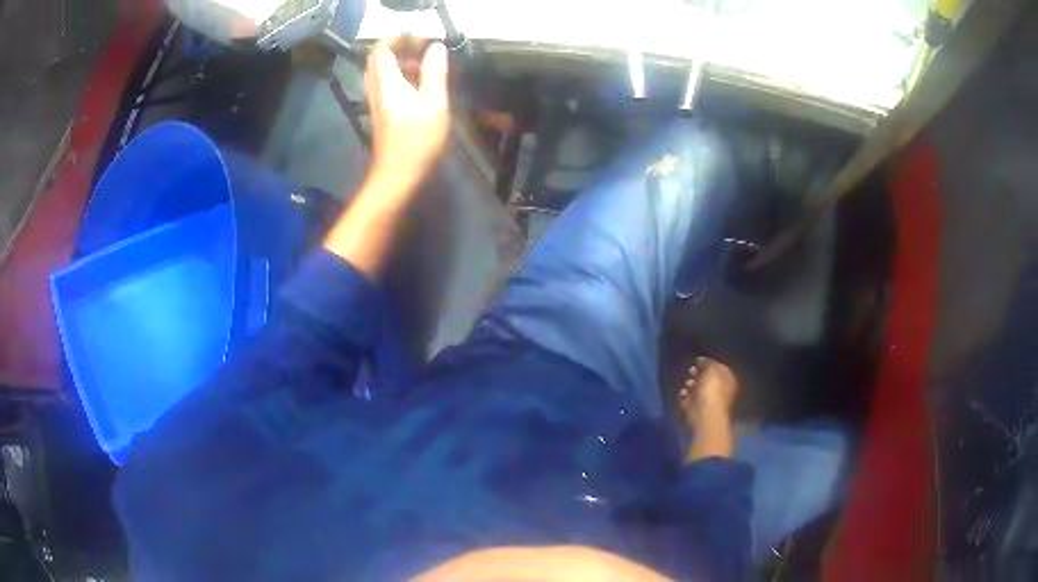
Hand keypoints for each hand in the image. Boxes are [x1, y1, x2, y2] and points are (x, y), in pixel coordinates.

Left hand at [364, 37, 450, 193]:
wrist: (398, 176)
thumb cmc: (417, 141)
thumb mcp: (434, 103)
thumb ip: (435, 72)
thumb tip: (437, 47)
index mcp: (386, 83)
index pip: (382, 49)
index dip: (399, 39)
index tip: (422, 40)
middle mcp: (376, 89)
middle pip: (379, 59)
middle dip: (400, 49)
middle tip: (424, 51)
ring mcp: (377, 102)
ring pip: (381, 73)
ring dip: (401, 64)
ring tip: (425, 67)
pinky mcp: (382, 114)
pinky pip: (386, 86)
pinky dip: (400, 78)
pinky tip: (420, 86)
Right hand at [680, 357, 738, 461]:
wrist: (704, 417)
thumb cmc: (712, 391)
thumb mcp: (712, 370)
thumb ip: (707, 363)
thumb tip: (701, 360)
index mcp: (728, 381)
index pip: (719, 369)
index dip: (708, 364)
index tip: (697, 361)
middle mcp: (721, 393)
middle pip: (708, 381)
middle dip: (698, 375)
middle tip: (690, 371)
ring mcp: (708, 404)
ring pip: (698, 391)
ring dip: (691, 386)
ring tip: (686, 383)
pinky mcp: (696, 413)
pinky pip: (689, 401)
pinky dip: (685, 397)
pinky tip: (682, 393)